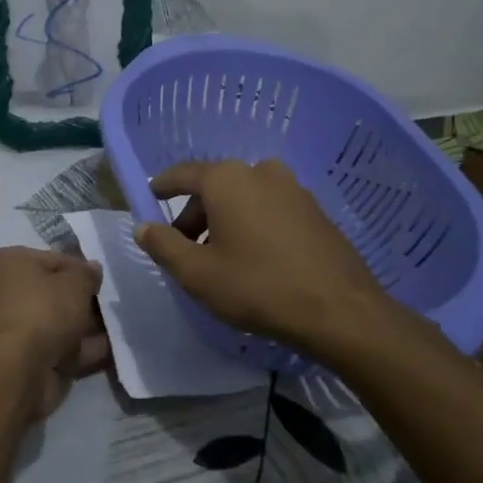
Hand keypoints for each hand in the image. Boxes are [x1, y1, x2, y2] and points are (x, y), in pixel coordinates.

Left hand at [0, 247, 108, 419]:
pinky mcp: (20, 359)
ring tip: (116, 328)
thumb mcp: (75, 284)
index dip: (81, 269)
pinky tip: (109, 350)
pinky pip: (56, 348)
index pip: (53, 260)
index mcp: (9, 264)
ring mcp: (11, 328)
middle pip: (53, 293)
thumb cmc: (43, 311)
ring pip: (56, 323)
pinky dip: (80, 349)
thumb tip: (93, 269)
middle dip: (82, 301)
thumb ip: (87, 274)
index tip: (102, 281)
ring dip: (84, 327)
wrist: (17, 371)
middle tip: (110, 305)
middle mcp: (3, 292)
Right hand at [135, 159, 402, 355]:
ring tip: (220, 257)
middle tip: (185, 248)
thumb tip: (142, 226)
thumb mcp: (197, 273)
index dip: (163, 185)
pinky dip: (254, 224)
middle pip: (214, 187)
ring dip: (226, 220)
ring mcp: (293, 188)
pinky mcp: (315, 210)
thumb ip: (163, 245)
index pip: (183, 174)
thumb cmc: (257, 286)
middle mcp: (260, 171)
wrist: (339, 310)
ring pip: (244, 197)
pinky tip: (255, 258)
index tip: (150, 196)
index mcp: (227, 179)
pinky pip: (270, 208)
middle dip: (195, 213)